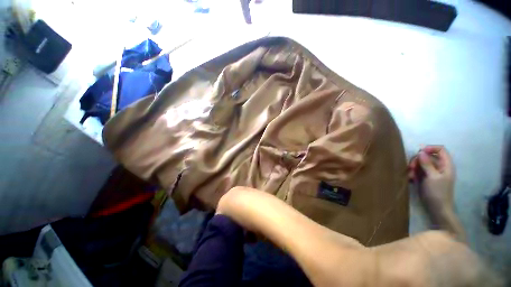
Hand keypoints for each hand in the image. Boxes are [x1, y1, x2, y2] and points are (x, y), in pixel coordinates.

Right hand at [409, 145, 454, 211]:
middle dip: (418, 160)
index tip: (419, 152)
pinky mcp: (426, 177)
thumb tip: (421, 152)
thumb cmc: (437, 193)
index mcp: (446, 165)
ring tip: (411, 176)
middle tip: (411, 167)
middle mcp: (440, 167)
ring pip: (421, 163)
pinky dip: (413, 173)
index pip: (441, 149)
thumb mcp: (432, 178)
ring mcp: (432, 172)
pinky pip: (418, 170)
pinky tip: (411, 179)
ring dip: (414, 168)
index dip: (430, 148)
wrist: (437, 209)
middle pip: (428, 156)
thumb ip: (427, 164)